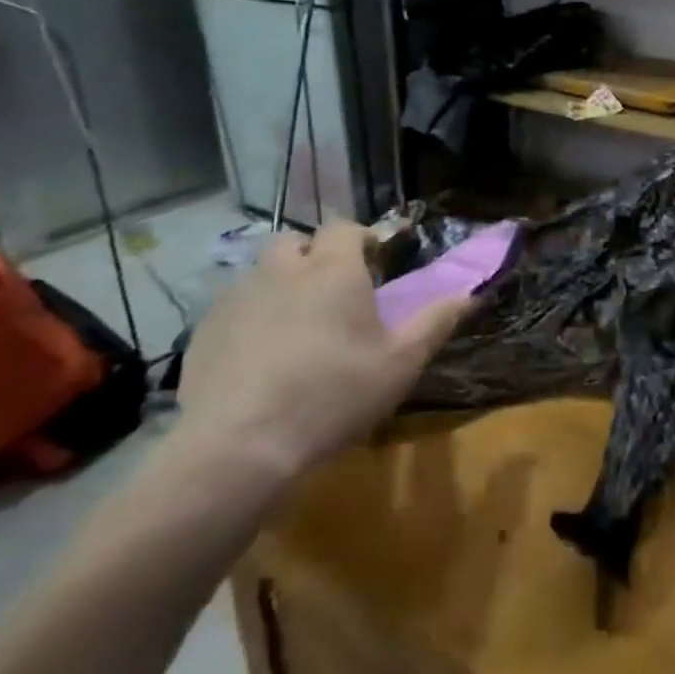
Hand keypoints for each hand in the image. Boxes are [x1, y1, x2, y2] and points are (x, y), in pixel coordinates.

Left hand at [177, 223, 469, 482]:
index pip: (344, 228)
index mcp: (333, 269)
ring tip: (295, 324)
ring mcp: (237, 298)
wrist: (240, 445)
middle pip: (295, 242)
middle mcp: (283, 270)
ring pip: (260, 273)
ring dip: (280, 284)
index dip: (361, 238)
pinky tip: (259, 357)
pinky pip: (232, 308)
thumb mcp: (401, 363)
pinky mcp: (204, 331)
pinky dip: (250, 318)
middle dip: (313, 255)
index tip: (374, 262)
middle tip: (330, 290)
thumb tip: (469, 293)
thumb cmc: (334, 394)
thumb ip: (436, 321)